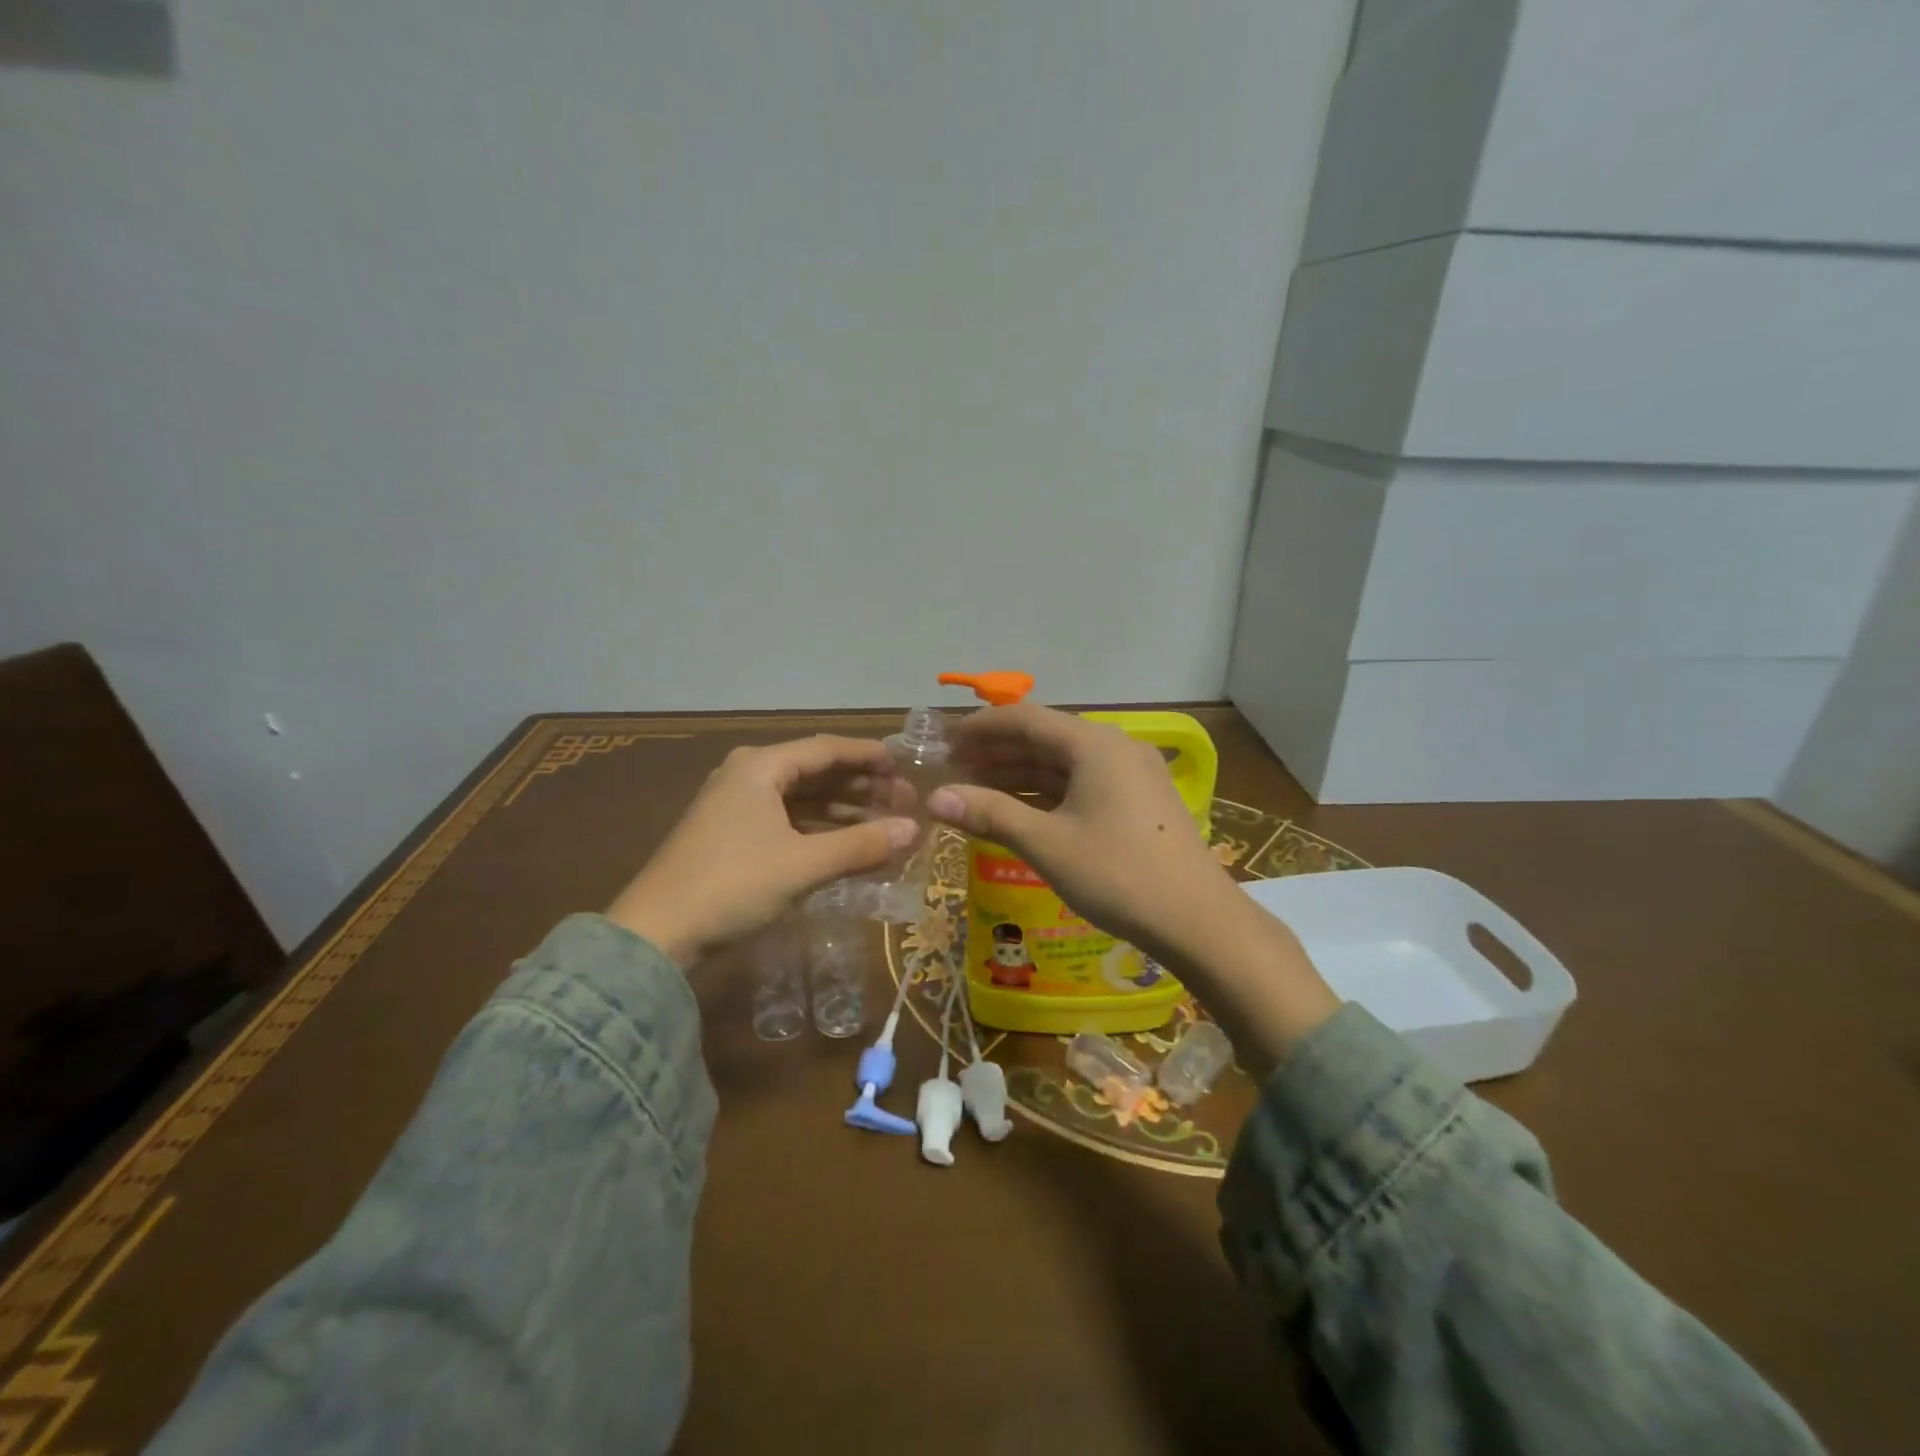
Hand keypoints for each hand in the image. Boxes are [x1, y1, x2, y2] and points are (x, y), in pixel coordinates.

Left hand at [606, 735, 916, 965]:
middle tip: (903, 802)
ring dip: (843, 812)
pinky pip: (787, 823)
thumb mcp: (803, 864)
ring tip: (884, 826)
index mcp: (760, 767)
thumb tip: (915, 829)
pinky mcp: (732, 838)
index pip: (826, 748)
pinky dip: (819, 832)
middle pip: (815, 772)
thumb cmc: (733, 885)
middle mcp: (747, 777)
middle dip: (861, 787)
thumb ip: (861, 845)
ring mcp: (736, 808)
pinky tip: (847, 848)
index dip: (869, 756)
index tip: (906, 766)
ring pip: (802, 800)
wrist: (656, 935)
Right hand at [924, 704, 1228, 962]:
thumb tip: (935, 798)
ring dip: (1019, 774)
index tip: (944, 743)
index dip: (980, 728)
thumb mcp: (1046, 843)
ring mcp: (1130, 773)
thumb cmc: (1117, 874)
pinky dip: (1047, 792)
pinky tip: (1018, 809)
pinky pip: (1082, 783)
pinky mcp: (1138, 800)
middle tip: (952, 770)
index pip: (1024, 718)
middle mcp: (1114, 746)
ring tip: (975, 789)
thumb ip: (990, 814)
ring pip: (1063, 763)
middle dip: (996, 752)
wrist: (1197, 921)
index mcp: (1093, 744)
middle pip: (1044, 738)